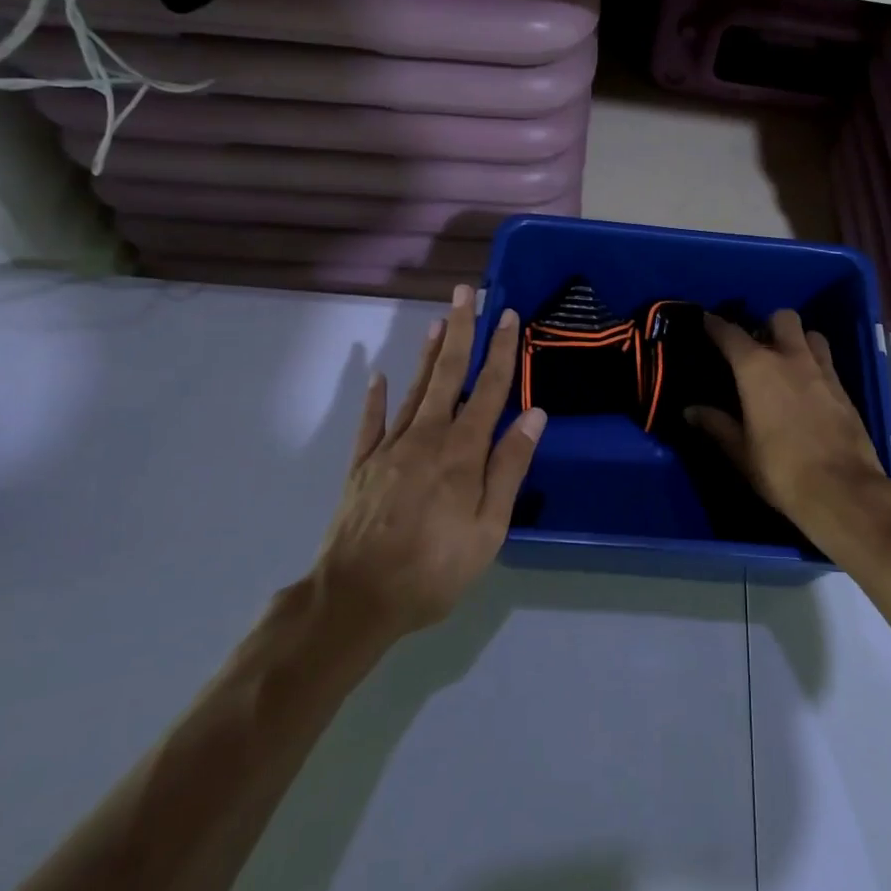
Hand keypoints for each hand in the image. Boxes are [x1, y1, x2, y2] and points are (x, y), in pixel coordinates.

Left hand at [313, 286, 545, 638]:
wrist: (355, 598)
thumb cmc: (434, 567)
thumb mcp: (489, 528)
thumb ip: (509, 467)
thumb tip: (535, 415)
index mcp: (462, 450)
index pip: (489, 388)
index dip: (501, 350)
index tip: (508, 315)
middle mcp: (427, 436)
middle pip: (449, 374)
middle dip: (461, 330)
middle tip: (465, 292)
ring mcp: (390, 448)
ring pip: (415, 389)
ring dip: (429, 354)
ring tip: (439, 321)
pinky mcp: (362, 466)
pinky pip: (371, 422)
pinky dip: (376, 398)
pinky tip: (379, 377)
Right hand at [688, 310, 890, 562]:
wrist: (843, 490)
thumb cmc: (781, 470)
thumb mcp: (741, 451)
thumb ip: (716, 425)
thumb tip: (691, 411)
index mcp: (757, 368)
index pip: (731, 334)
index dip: (715, 325)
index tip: (706, 320)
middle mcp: (791, 358)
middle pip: (782, 318)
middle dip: (768, 325)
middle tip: (758, 347)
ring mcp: (822, 371)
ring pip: (811, 335)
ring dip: (798, 340)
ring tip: (787, 362)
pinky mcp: (844, 389)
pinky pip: (827, 362)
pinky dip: (815, 364)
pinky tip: (807, 388)